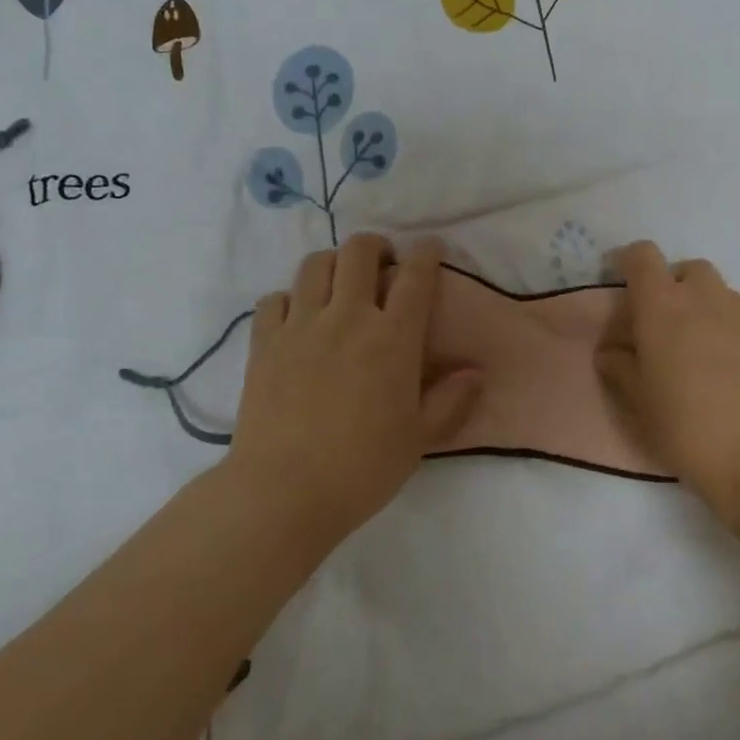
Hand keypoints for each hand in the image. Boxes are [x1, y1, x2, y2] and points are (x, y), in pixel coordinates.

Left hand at [229, 233, 483, 544]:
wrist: (285, 493)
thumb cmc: (363, 468)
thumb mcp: (420, 439)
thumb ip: (452, 401)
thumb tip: (476, 372)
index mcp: (393, 338)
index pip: (415, 276)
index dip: (426, 253)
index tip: (430, 248)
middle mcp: (347, 318)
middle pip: (359, 252)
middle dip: (375, 246)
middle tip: (382, 263)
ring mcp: (301, 326)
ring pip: (315, 265)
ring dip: (333, 264)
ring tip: (340, 284)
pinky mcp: (264, 343)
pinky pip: (274, 299)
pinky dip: (289, 298)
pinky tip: (297, 317)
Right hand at [595, 241, 739, 525]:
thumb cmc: (693, 431)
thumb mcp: (641, 407)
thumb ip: (621, 369)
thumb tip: (612, 351)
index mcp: (665, 308)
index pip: (642, 257)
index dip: (633, 265)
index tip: (631, 292)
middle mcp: (711, 298)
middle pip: (690, 271)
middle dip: (679, 291)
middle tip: (676, 335)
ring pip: (730, 299)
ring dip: (717, 319)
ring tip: (721, 368)